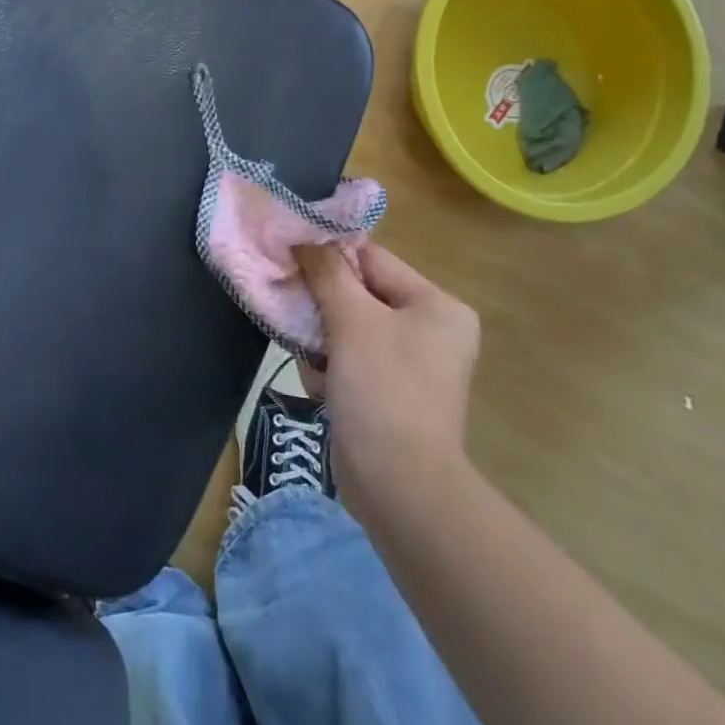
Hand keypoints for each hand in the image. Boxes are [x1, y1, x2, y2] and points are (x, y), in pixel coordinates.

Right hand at [295, 244, 479, 515]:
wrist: (399, 485)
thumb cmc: (383, 389)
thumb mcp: (353, 322)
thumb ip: (328, 274)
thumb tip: (304, 238)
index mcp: (436, 306)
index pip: (374, 260)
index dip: (330, 255)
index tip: (288, 255)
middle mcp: (430, 330)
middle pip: (360, 295)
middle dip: (322, 305)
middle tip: (292, 311)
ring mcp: (411, 365)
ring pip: (348, 329)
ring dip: (321, 340)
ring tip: (313, 362)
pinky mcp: (389, 394)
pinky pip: (351, 361)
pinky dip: (329, 368)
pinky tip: (321, 388)